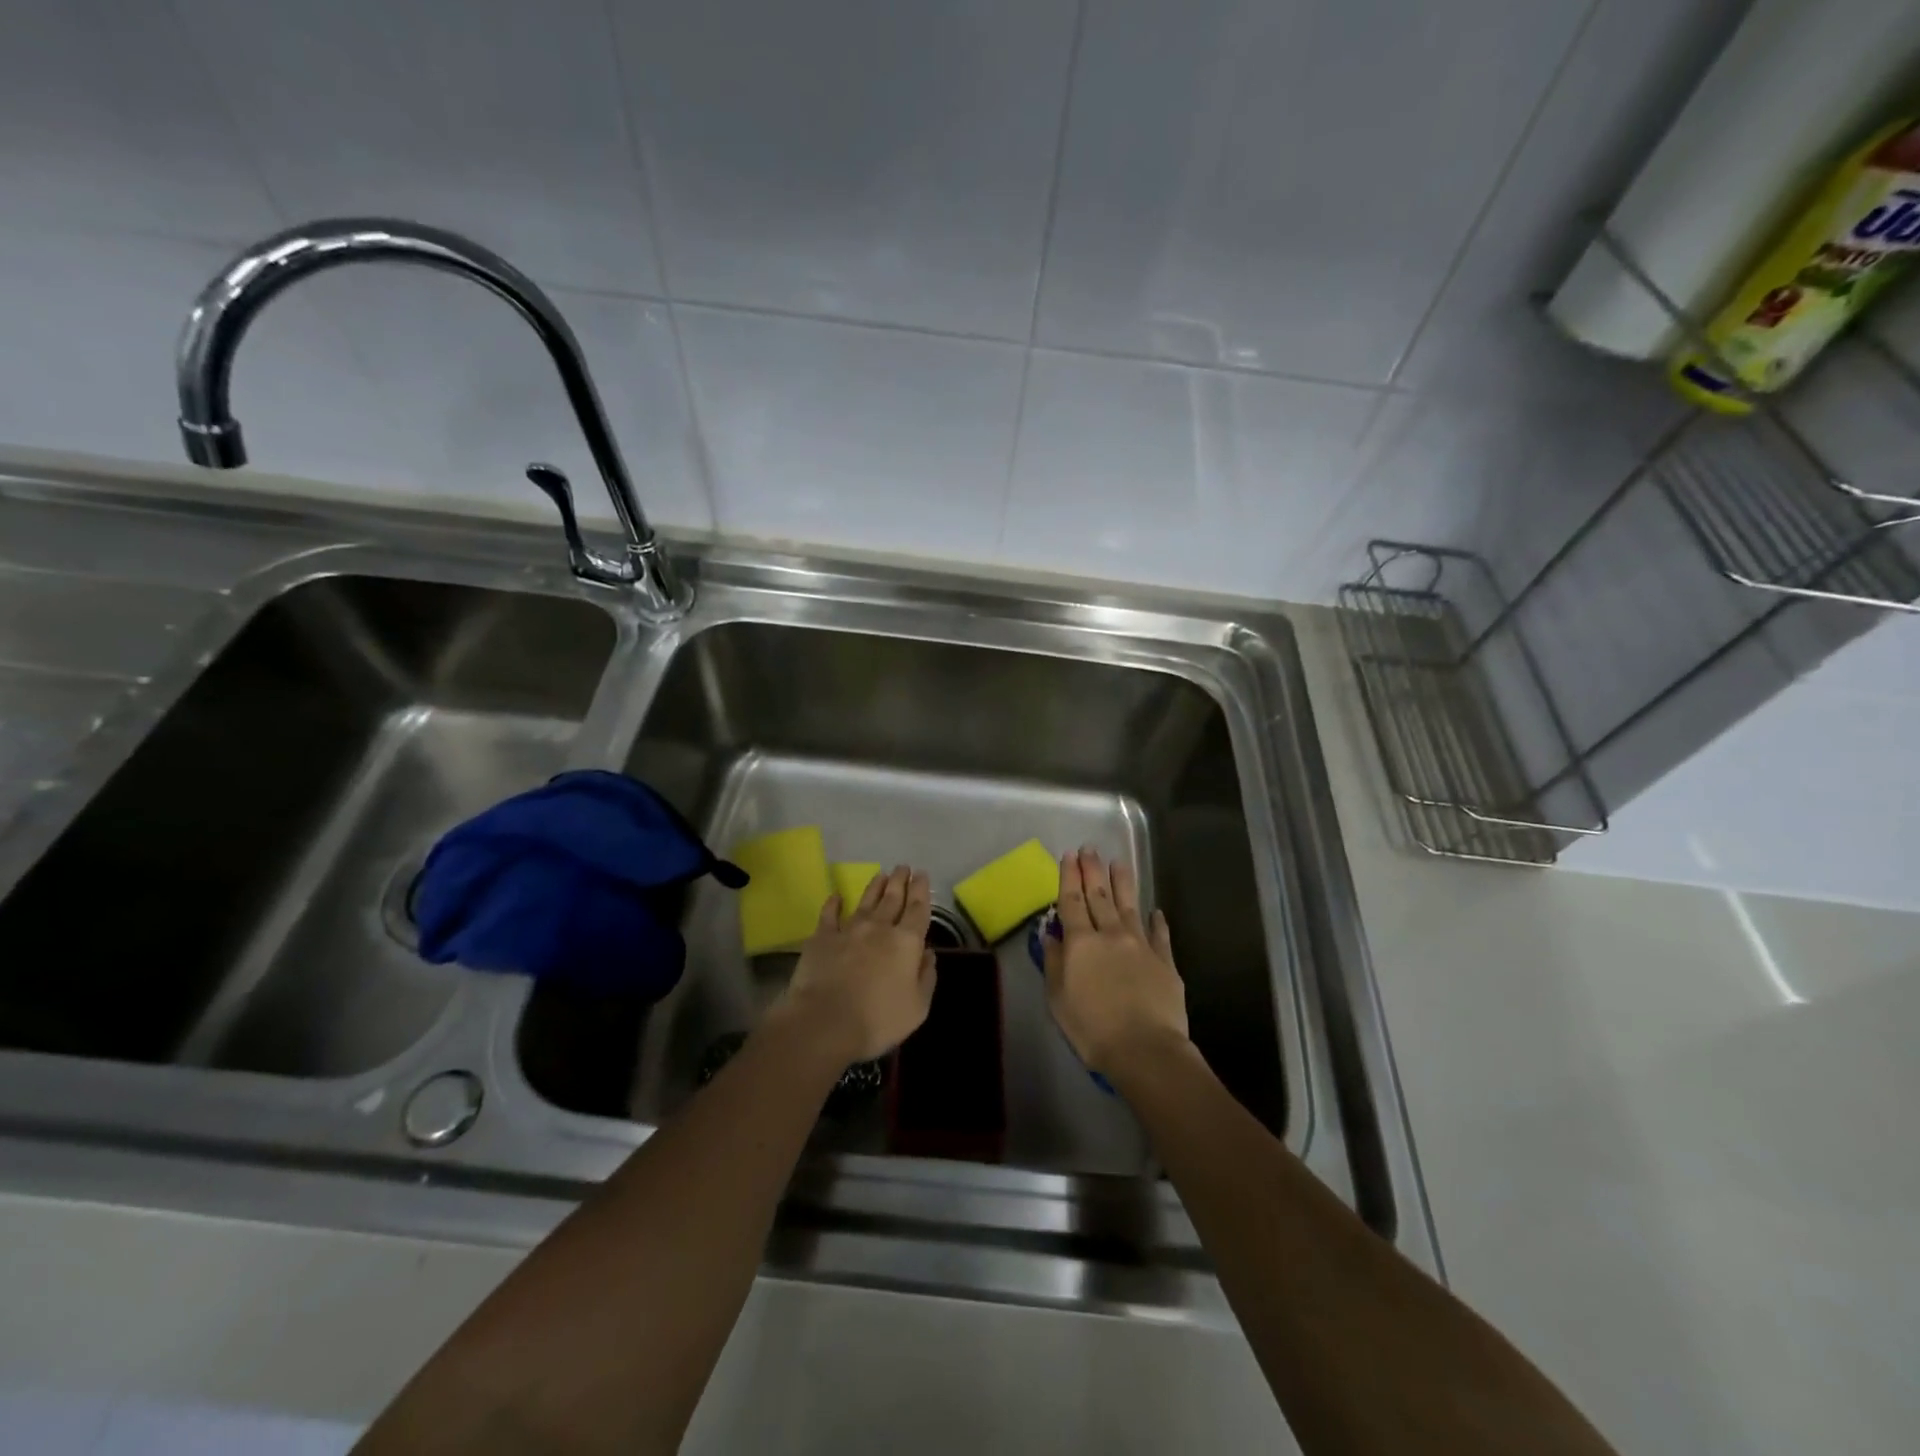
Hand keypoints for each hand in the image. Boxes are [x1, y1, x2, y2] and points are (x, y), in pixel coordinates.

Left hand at [774, 865, 935, 1064]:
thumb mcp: (918, 1007)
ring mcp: (849, 930)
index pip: (918, 909)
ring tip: (881, 874)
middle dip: (900, 881)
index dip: (922, 890)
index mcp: (906, 943)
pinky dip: (834, 903)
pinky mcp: (822, 938)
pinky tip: (836, 895)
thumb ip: (926, 977)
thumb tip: (928, 954)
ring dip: (875, 887)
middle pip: (893, 898)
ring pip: (866, 901)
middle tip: (903, 867)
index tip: (922, 874)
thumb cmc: (878, 1020)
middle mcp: (880, 928)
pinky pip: (829, 914)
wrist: (825, 1022)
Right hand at [1043, 847, 1188, 1075]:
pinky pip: (1160, 934)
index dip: (1069, 877)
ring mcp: (1141, 945)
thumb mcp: (1058, 999)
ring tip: (1118, 862)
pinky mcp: (1165, 961)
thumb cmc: (1092, 1028)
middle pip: (1100, 896)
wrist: (1145, 1049)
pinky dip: (1157, 921)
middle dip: (1093, 870)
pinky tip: (1156, 911)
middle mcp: (1111, 935)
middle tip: (1090, 848)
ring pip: (1129, 905)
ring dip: (1122, 883)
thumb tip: (1051, 935)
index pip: (1072, 902)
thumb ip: (1055, 963)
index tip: (1068, 855)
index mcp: (1081, 943)